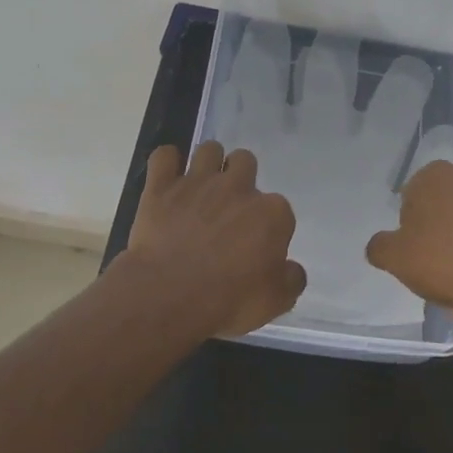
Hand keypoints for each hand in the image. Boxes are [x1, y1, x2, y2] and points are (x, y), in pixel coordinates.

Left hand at [122, 141, 306, 337]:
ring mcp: (198, 182)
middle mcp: (238, 188)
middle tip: (228, 208)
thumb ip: (291, 280)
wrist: (169, 296)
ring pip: (210, 150)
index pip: (279, 209)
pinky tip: (168, 177)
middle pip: (245, 162)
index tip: (256, 246)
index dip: (268, 226)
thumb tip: (291, 269)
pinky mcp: (161, 187)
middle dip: (240, 178)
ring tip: (201, 187)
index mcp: (272, 213)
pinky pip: (164, 156)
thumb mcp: (275, 302)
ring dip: (208, 163)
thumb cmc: (229, 301)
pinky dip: (167, 162)